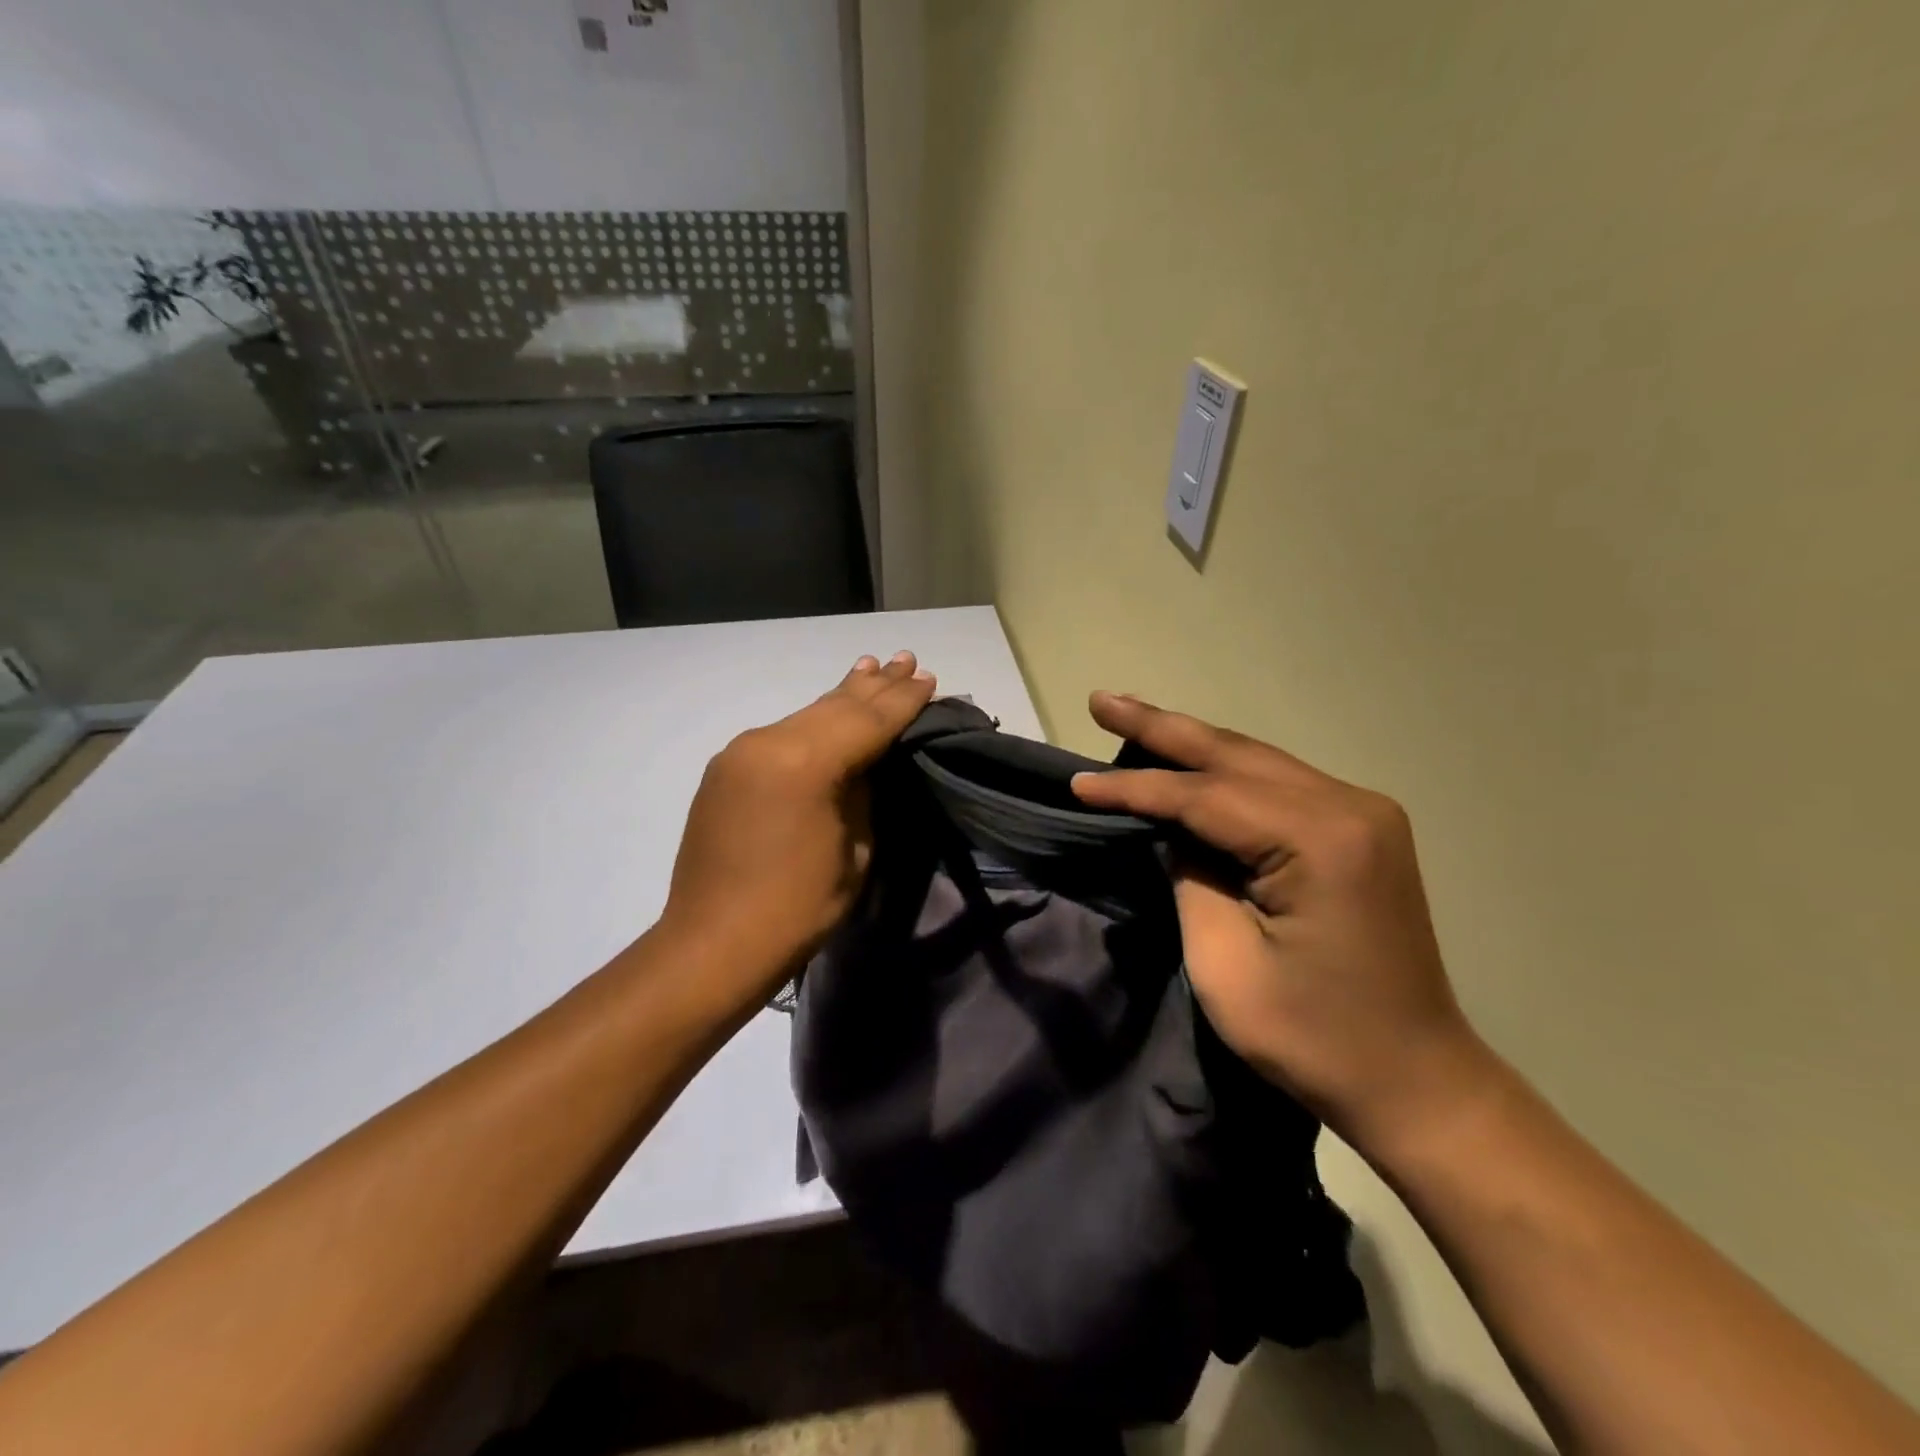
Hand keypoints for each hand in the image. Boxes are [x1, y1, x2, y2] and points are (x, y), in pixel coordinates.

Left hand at [659, 652, 936, 1010]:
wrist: (713, 944)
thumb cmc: (797, 908)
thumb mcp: (854, 851)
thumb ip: (861, 794)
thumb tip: (862, 764)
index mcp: (805, 763)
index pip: (867, 720)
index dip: (902, 700)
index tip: (928, 678)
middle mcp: (768, 742)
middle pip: (834, 706)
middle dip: (874, 685)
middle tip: (906, 659)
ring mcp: (740, 752)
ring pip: (805, 715)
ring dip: (842, 696)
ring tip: (870, 668)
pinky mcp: (726, 769)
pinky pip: (781, 735)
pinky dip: (811, 722)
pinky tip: (827, 710)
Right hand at [1071, 692, 1484, 1150]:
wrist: (1416, 1081)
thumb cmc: (1314, 1039)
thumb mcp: (1224, 963)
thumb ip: (1190, 878)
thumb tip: (1171, 830)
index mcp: (1320, 840)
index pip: (1204, 796)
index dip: (1134, 788)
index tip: (1076, 784)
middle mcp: (1349, 806)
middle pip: (1233, 755)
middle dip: (1160, 727)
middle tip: (1101, 701)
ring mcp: (1363, 813)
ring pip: (1255, 760)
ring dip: (1191, 742)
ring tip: (1130, 716)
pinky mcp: (1360, 829)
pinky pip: (1276, 783)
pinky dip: (1225, 770)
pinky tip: (1189, 758)